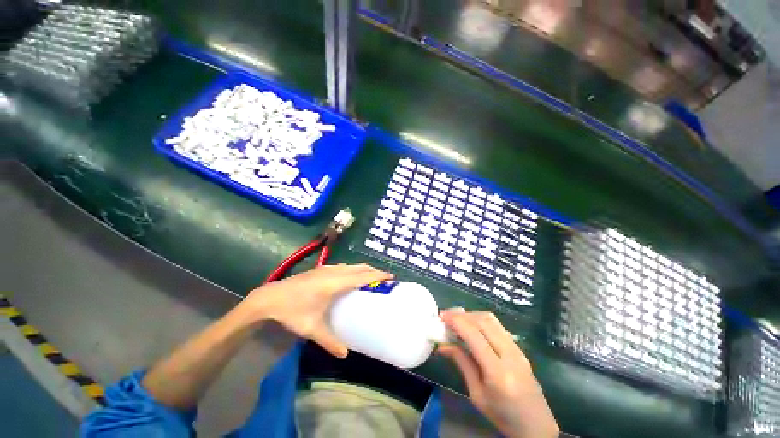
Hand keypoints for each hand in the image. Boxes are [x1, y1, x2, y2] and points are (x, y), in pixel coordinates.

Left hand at [240, 264, 392, 357]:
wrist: (269, 298)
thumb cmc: (293, 311)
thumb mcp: (312, 328)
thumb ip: (329, 341)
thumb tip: (345, 355)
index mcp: (335, 283)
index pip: (363, 276)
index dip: (378, 275)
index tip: (391, 276)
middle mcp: (334, 272)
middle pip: (360, 267)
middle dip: (373, 270)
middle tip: (384, 278)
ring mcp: (326, 269)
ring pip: (351, 265)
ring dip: (363, 269)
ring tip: (370, 277)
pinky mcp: (320, 269)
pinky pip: (343, 266)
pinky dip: (353, 269)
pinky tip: (350, 277)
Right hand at [438, 311, 558, 437]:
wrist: (536, 426)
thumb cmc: (503, 416)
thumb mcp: (477, 394)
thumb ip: (462, 363)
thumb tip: (443, 345)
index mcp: (498, 372)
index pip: (474, 335)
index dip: (456, 321)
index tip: (441, 317)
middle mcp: (510, 354)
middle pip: (483, 321)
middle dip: (461, 315)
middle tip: (446, 317)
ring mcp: (517, 349)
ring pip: (491, 319)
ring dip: (471, 315)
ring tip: (456, 320)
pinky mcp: (519, 347)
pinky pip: (497, 326)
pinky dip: (481, 321)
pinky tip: (472, 327)